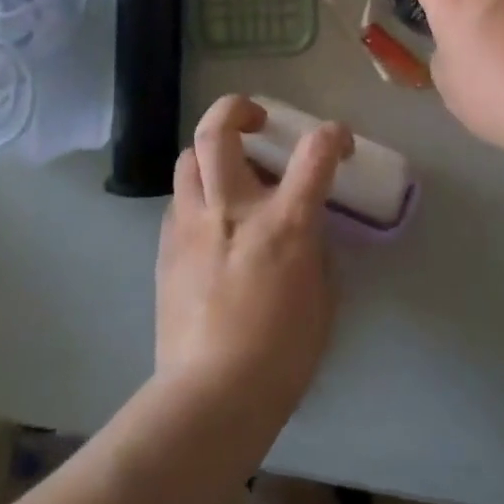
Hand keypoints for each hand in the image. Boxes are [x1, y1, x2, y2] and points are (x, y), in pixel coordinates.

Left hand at [156, 95, 350, 422]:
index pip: (315, 152)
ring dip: (211, 153)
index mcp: (284, 222)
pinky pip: (178, 201)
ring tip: (228, 172)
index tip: (337, 141)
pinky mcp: (166, 247)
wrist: (211, 395)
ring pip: (188, 157)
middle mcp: (232, 208)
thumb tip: (305, 232)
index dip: (332, 135)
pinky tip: (209, 223)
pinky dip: (196, 197)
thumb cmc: (282, 354)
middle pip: (218, 129)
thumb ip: (315, 251)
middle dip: (237, 108)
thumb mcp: (322, 298)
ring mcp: (192, 224)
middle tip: (256, 121)